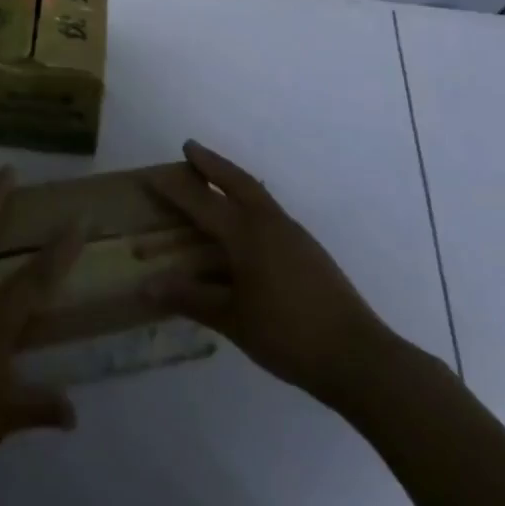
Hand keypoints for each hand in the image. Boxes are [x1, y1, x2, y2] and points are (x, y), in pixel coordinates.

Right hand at [146, 140, 404, 415]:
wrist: (358, 357)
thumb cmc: (288, 335)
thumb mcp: (232, 319)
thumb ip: (190, 298)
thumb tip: (146, 286)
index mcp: (247, 235)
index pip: (202, 203)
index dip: (175, 189)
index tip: (151, 174)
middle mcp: (270, 224)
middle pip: (237, 181)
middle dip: (212, 163)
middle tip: (190, 148)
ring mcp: (294, 235)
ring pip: (257, 194)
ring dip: (233, 180)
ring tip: (215, 179)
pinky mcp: (308, 251)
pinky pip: (270, 213)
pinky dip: (250, 203)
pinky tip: (246, 224)